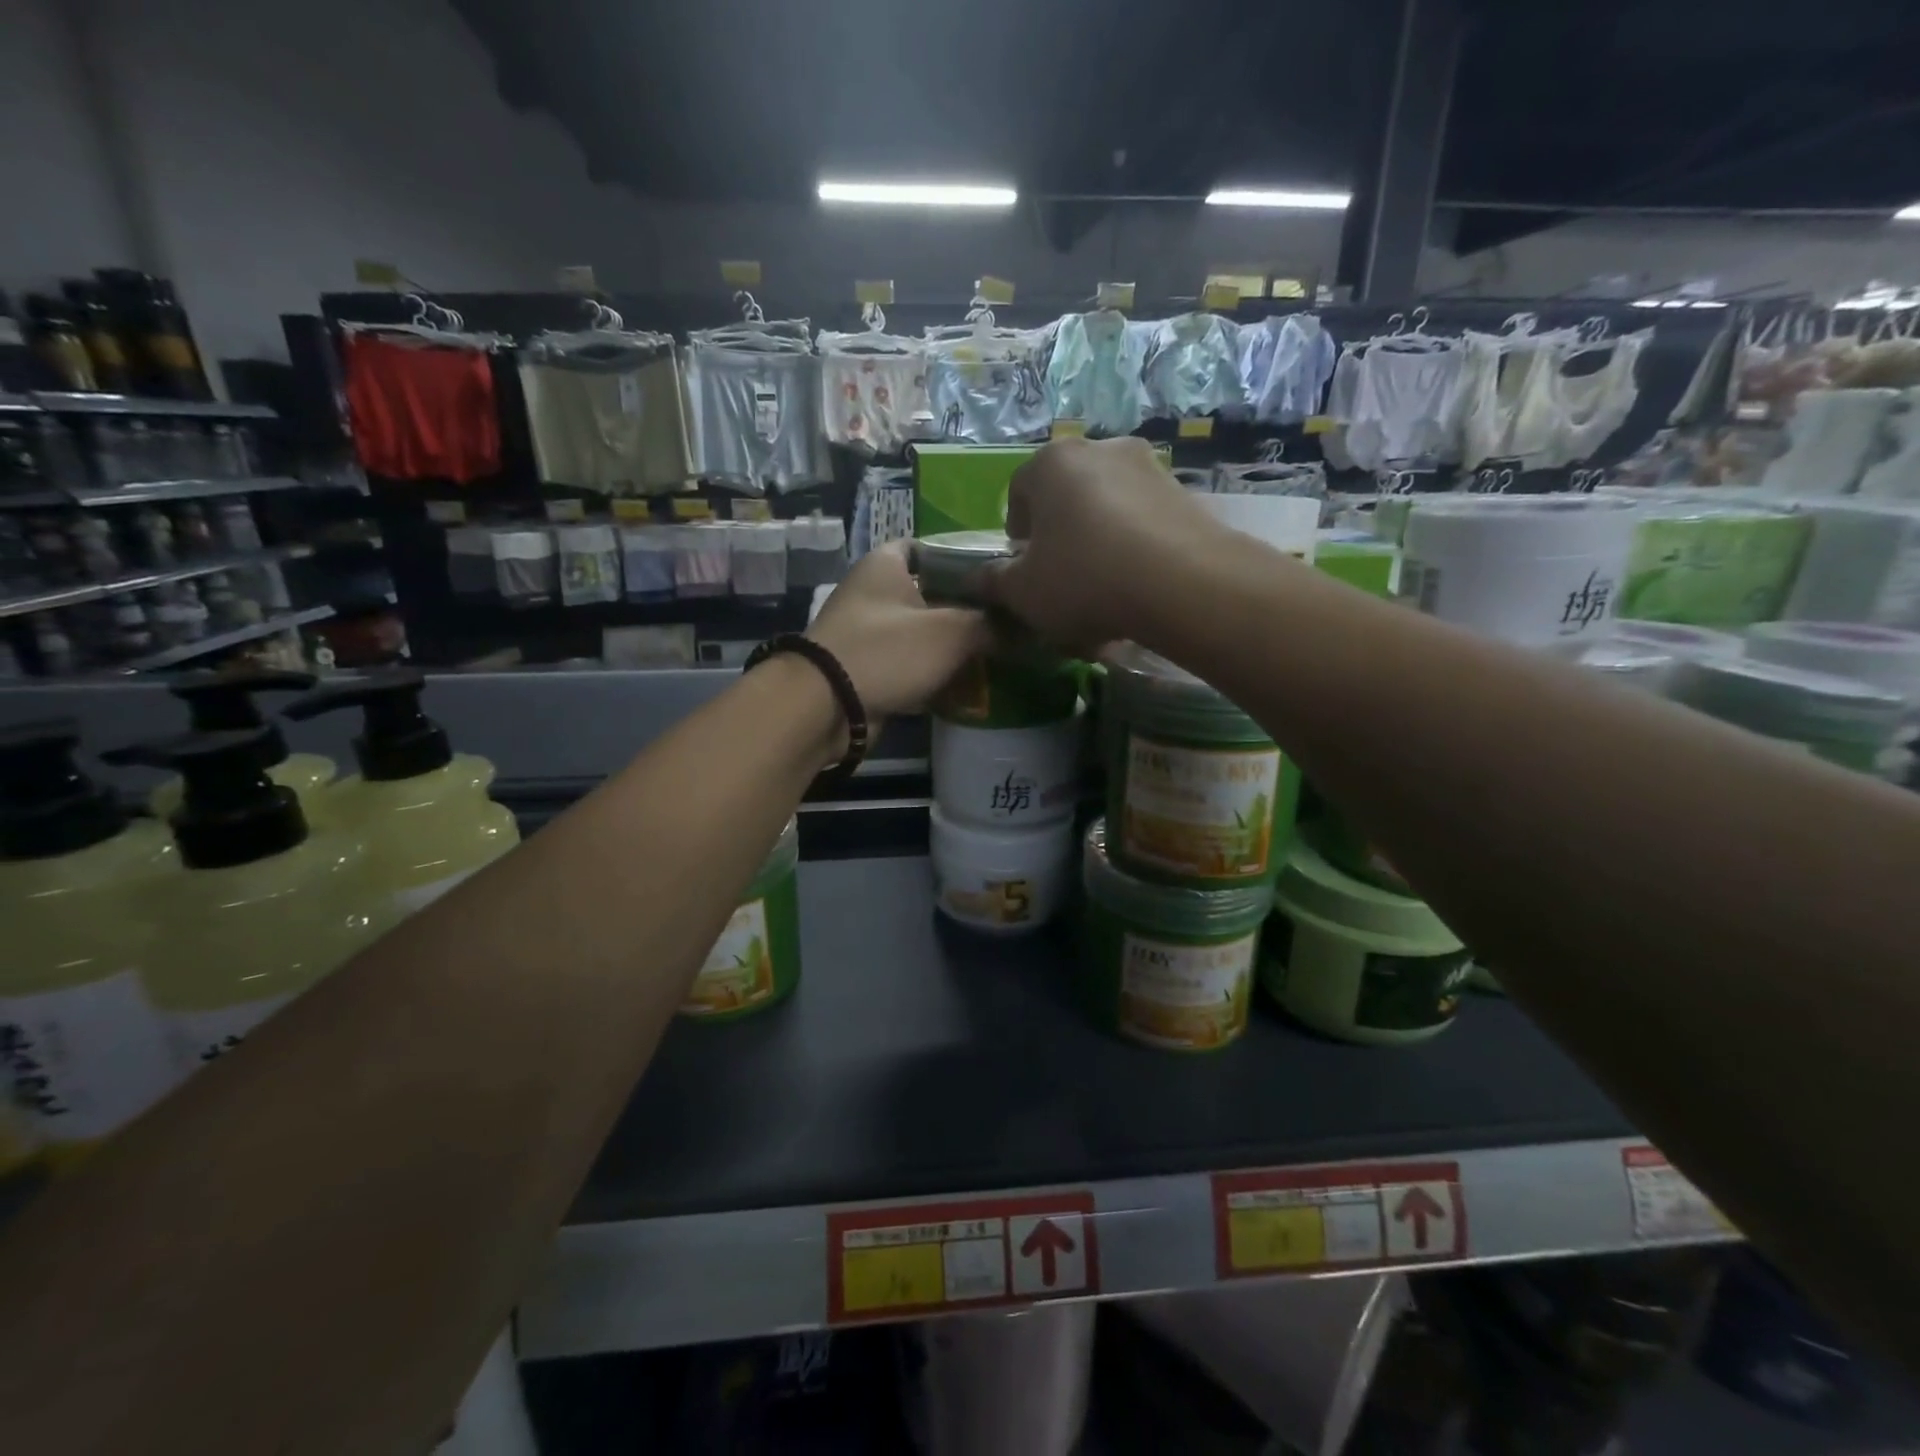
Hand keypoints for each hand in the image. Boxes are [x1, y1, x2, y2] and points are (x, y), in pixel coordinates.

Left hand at [807, 542, 990, 717]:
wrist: (827, 706)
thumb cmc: (888, 651)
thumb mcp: (951, 632)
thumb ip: (991, 626)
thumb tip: (1026, 630)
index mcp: (886, 564)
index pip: (932, 547)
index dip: (966, 559)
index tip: (999, 578)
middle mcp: (874, 592)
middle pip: (932, 594)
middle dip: (967, 610)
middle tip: (1008, 623)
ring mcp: (869, 633)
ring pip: (923, 633)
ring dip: (954, 647)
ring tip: (997, 656)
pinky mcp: (868, 670)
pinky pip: (910, 666)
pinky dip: (935, 674)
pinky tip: (968, 686)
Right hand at [991, 437, 1230, 648]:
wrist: (1184, 584)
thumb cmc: (1084, 579)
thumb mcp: (1023, 592)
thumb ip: (994, 582)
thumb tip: (976, 578)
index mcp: (1051, 462)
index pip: (1018, 492)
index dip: (1016, 535)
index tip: (1024, 568)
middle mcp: (1100, 449)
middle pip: (1066, 499)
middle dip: (1060, 539)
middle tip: (1062, 582)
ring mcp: (1148, 467)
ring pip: (1107, 512)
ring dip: (1098, 546)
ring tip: (1104, 594)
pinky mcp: (1185, 493)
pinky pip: (1143, 524)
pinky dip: (1134, 551)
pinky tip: (1137, 591)